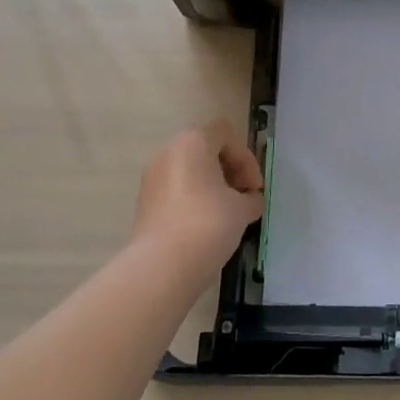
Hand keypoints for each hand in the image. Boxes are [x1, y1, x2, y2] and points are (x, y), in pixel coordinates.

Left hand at [129, 121, 264, 275]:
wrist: (162, 265)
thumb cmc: (208, 223)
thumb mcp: (242, 208)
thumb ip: (251, 198)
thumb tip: (250, 201)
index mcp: (192, 142)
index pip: (226, 135)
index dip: (246, 159)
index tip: (254, 188)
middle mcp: (168, 153)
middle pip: (207, 151)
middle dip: (230, 173)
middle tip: (244, 199)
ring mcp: (152, 179)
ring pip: (190, 173)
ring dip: (212, 188)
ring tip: (227, 215)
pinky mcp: (145, 204)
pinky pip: (176, 192)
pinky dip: (194, 202)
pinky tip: (207, 228)